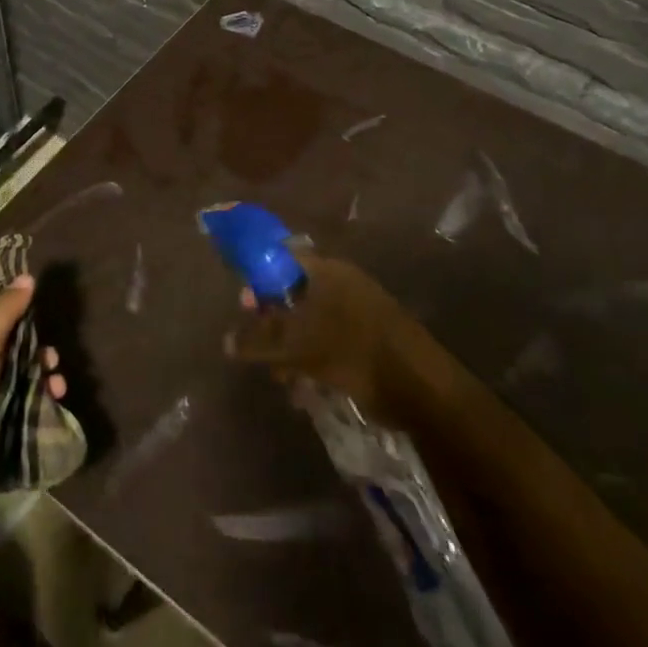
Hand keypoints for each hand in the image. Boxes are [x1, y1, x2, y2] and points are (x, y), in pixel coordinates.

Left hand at [0, 273, 66, 490]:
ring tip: (59, 394)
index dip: (25, 333)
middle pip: (10, 362)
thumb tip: (27, 275)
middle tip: (56, 370)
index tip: (47, 339)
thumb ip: (5, 310)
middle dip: (37, 364)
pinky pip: (12, 419)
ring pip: (15, 391)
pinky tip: (51, 414)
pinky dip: (32, 416)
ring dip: (40, 389)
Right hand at [225, 253, 422, 423]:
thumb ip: (259, 342)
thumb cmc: (353, 352)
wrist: (420, 387)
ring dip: (291, 347)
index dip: (259, 278)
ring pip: (311, 321)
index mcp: (327, 271)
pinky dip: (313, 359)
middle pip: (295, 292)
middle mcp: (343, 283)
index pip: (282, 259)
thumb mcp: (298, 347)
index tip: (245, 306)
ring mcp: (359, 310)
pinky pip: (330, 341)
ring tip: (282, 379)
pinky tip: (304, 387)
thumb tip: (227, 341)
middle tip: (259, 348)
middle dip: (273, 321)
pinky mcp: (370, 338)